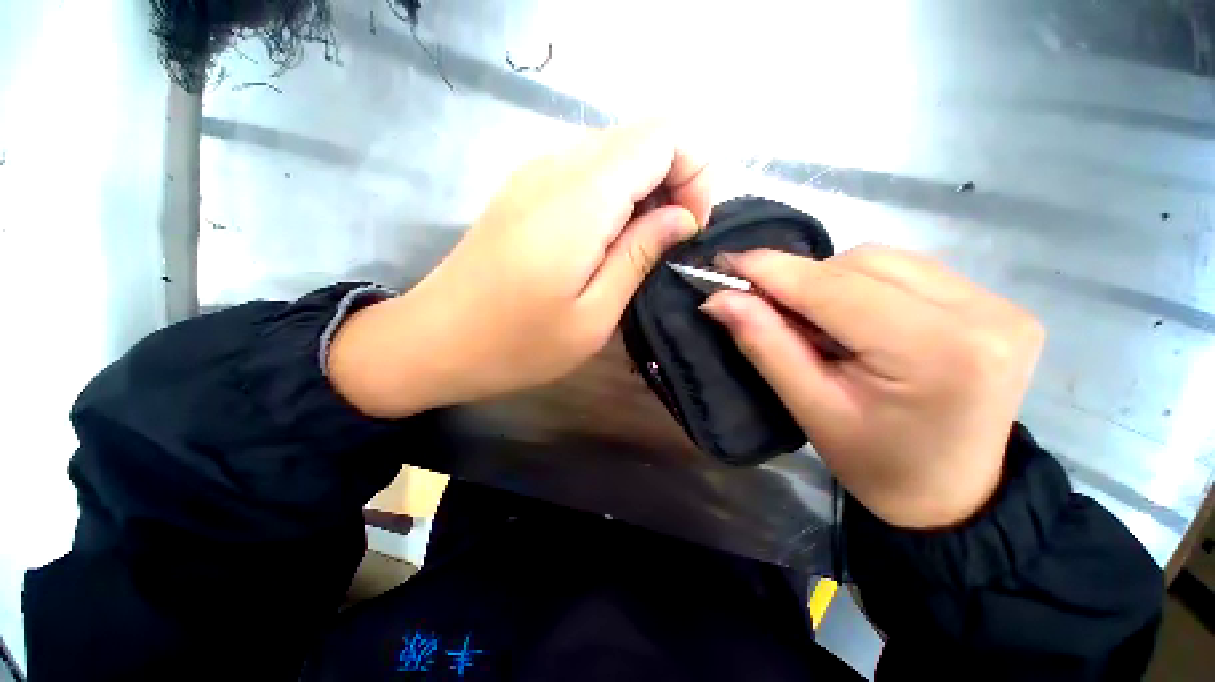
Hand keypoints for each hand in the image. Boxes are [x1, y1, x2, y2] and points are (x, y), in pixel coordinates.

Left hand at [329, 122, 711, 416]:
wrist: (434, 342)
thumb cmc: (518, 343)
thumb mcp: (594, 314)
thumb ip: (640, 255)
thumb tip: (683, 217)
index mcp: (581, 198)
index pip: (663, 136)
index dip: (693, 173)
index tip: (689, 229)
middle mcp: (557, 166)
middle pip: (642, 138)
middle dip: (673, 182)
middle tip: (667, 244)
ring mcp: (535, 172)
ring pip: (616, 152)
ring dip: (643, 192)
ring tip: (637, 249)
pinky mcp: (524, 189)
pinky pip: (588, 171)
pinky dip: (614, 196)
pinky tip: (604, 242)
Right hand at [701, 246, 1044, 528]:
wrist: (951, 493)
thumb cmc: (875, 463)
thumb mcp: (809, 408)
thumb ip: (764, 344)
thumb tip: (720, 299)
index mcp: (935, 352)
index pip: (835, 289)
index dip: (773, 270)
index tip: (725, 262)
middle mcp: (980, 314)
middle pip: (861, 266)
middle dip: (802, 282)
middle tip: (769, 309)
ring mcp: (997, 303)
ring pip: (882, 261)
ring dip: (831, 281)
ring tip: (816, 322)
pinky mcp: (997, 302)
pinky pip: (908, 270)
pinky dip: (863, 283)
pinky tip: (855, 317)